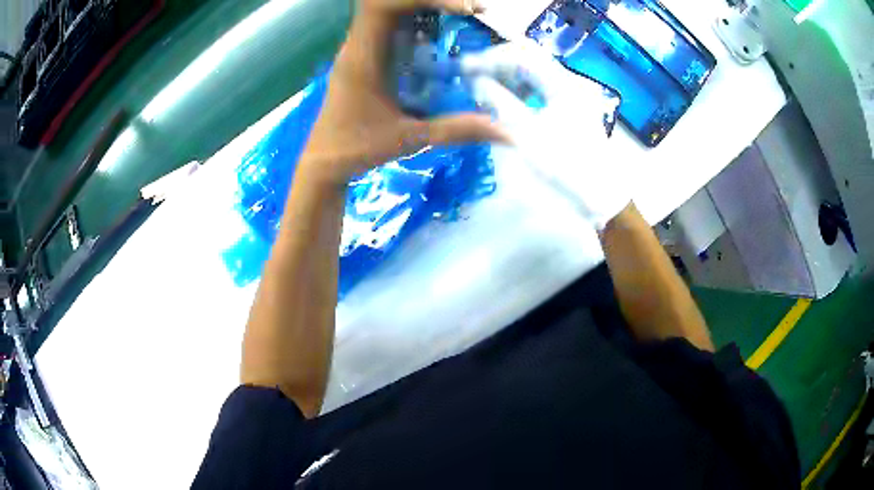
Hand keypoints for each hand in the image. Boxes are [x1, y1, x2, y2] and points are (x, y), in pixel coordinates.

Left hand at [299, 0, 508, 186]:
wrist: (323, 162)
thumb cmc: (358, 149)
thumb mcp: (410, 139)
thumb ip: (457, 130)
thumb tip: (506, 131)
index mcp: (363, 58)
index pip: (384, 7)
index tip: (464, 9)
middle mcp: (358, 45)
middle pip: (388, 2)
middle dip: (430, 0)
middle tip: (470, 9)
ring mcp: (359, 48)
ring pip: (388, 11)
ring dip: (424, 8)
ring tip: (462, 15)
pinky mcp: (364, 55)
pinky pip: (388, 24)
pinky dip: (415, 19)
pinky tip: (439, 32)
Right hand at [470, 41, 630, 228]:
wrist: (599, 194)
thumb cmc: (565, 165)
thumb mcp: (527, 134)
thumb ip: (499, 102)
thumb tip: (475, 81)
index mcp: (562, 84)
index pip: (521, 56)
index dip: (490, 59)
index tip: (464, 69)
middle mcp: (567, 81)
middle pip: (527, 58)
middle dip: (496, 62)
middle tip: (469, 73)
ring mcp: (568, 93)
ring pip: (532, 71)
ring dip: (505, 74)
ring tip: (480, 85)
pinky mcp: (566, 106)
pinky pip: (537, 87)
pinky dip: (516, 88)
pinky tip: (500, 97)